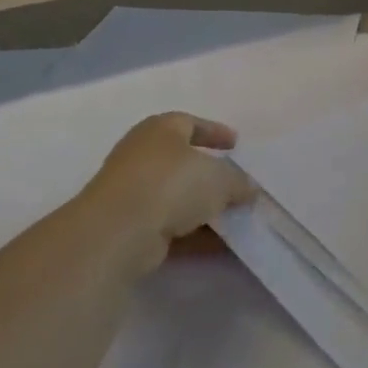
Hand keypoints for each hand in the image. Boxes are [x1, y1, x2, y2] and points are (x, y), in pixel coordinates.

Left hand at [86, 112, 253, 240]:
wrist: (119, 231)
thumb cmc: (172, 184)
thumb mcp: (220, 178)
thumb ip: (239, 181)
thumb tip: (248, 189)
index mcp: (160, 130)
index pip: (190, 123)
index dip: (214, 132)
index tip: (236, 144)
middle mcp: (142, 156)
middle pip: (182, 162)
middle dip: (210, 175)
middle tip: (236, 185)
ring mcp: (132, 193)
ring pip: (176, 197)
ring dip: (203, 208)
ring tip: (234, 218)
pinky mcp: (129, 226)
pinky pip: (169, 226)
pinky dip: (194, 233)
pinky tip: (220, 245)